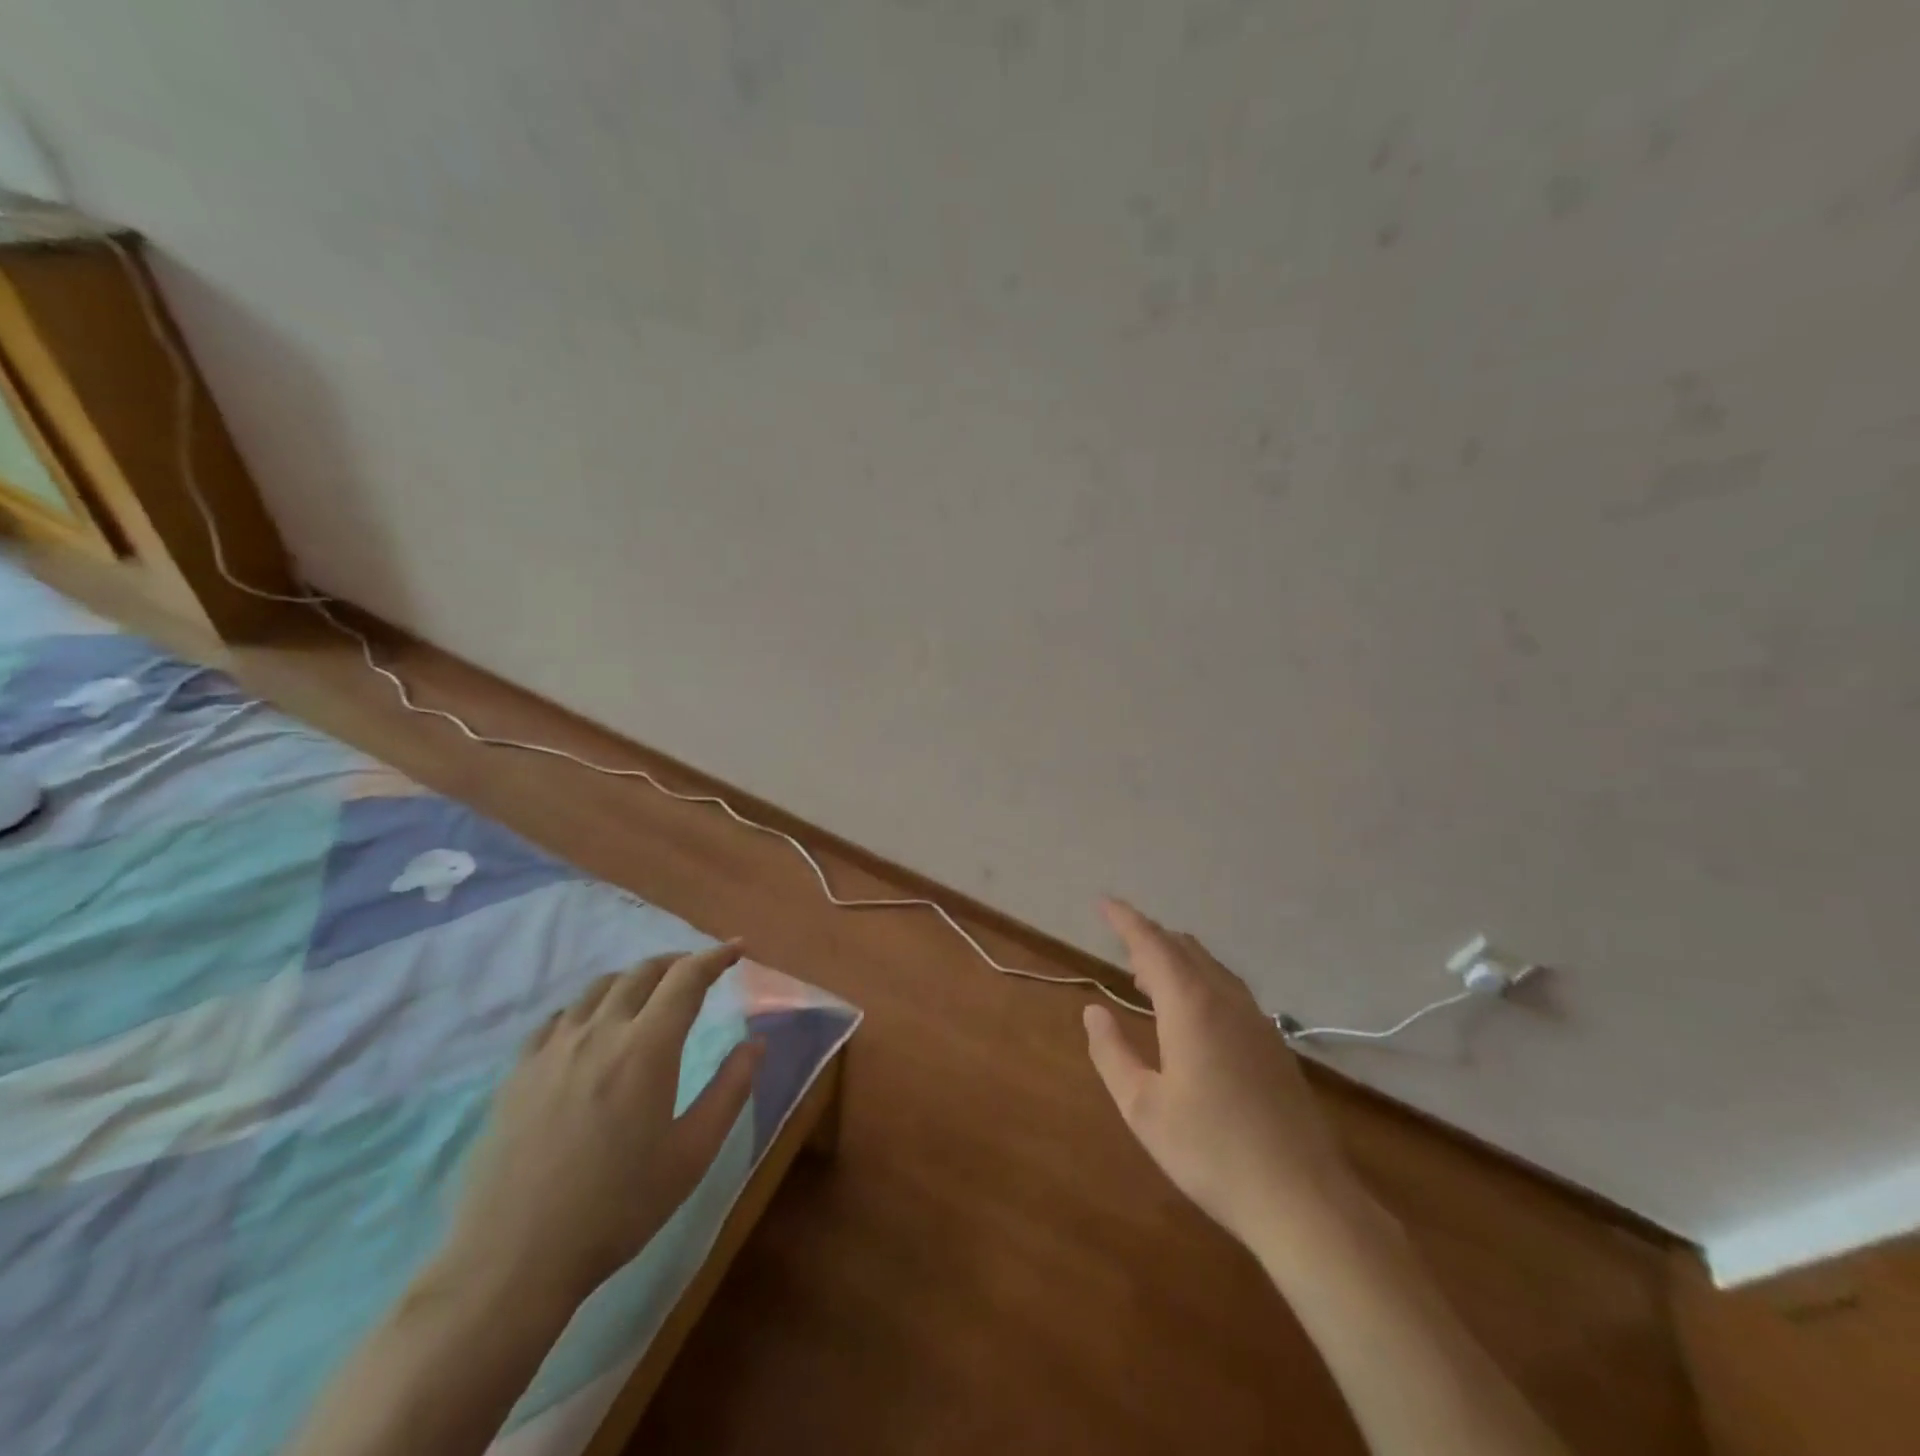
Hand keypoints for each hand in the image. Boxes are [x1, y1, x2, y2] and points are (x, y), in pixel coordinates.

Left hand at [442, 942, 761, 1306]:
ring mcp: (552, 1050)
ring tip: (650, 994)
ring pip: (599, 988)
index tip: (738, 949)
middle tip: (699, 971)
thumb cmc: (617, 1209)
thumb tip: (757, 1042)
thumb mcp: (692, 1154)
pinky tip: (591, 1027)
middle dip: (678, 962)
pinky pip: (558, 1018)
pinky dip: (588, 1006)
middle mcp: (599, 1033)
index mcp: (646, 1048)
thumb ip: (731, 1090)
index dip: (716, 957)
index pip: (687, 978)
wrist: (512, 1262)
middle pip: (643, 972)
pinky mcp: (517, 1073)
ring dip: (634, 979)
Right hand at [1084, 900, 1362, 1254]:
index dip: (1125, 919)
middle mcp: (1226, 1000)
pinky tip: (1192, 1014)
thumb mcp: (1143, 1107)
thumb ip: (1112, 1053)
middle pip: (1185, 948)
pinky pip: (1229, 990)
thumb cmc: (1210, 1151)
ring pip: (1211, 968)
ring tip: (1148, 978)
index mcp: (1191, 1006)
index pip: (1152, 944)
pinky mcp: (1274, 1044)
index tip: (1103, 902)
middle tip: (1121, 947)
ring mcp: (1257, 1020)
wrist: (1302, 1199)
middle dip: (1150, 939)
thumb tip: (1094, 1010)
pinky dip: (1200, 982)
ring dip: (1177, 960)